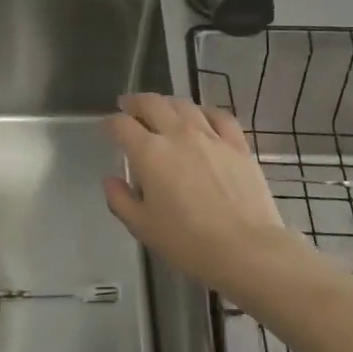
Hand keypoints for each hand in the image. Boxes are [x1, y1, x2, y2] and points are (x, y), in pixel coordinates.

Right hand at [103, 94, 297, 296]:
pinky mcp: (237, 144)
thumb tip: (111, 180)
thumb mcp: (143, 227)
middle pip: (152, 103)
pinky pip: (219, 115)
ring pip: (184, 105)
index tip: (107, 127)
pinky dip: (205, 111)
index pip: (122, 125)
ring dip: (167, 103)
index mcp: (150, 153)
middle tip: (128, 106)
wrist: (246, 249)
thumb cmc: (188, 242)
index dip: (110, 123)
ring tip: (162, 109)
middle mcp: (178, 134)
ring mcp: (210, 136)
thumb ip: (120, 200)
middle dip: (135, 102)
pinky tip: (201, 116)